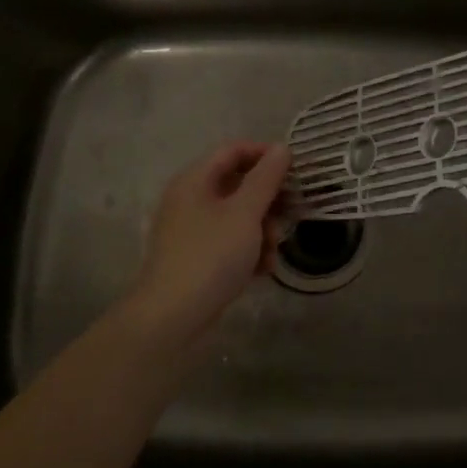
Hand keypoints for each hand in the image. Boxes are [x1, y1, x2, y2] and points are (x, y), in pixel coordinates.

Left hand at [127, 141, 290, 343]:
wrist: (171, 319)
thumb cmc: (211, 256)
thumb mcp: (245, 213)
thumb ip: (266, 178)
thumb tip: (282, 148)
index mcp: (195, 180)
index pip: (234, 150)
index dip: (265, 154)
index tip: (295, 169)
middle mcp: (190, 200)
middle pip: (237, 184)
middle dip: (268, 200)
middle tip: (290, 214)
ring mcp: (191, 231)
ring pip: (237, 216)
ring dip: (262, 229)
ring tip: (272, 252)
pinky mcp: (196, 258)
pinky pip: (229, 242)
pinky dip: (248, 250)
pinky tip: (262, 270)